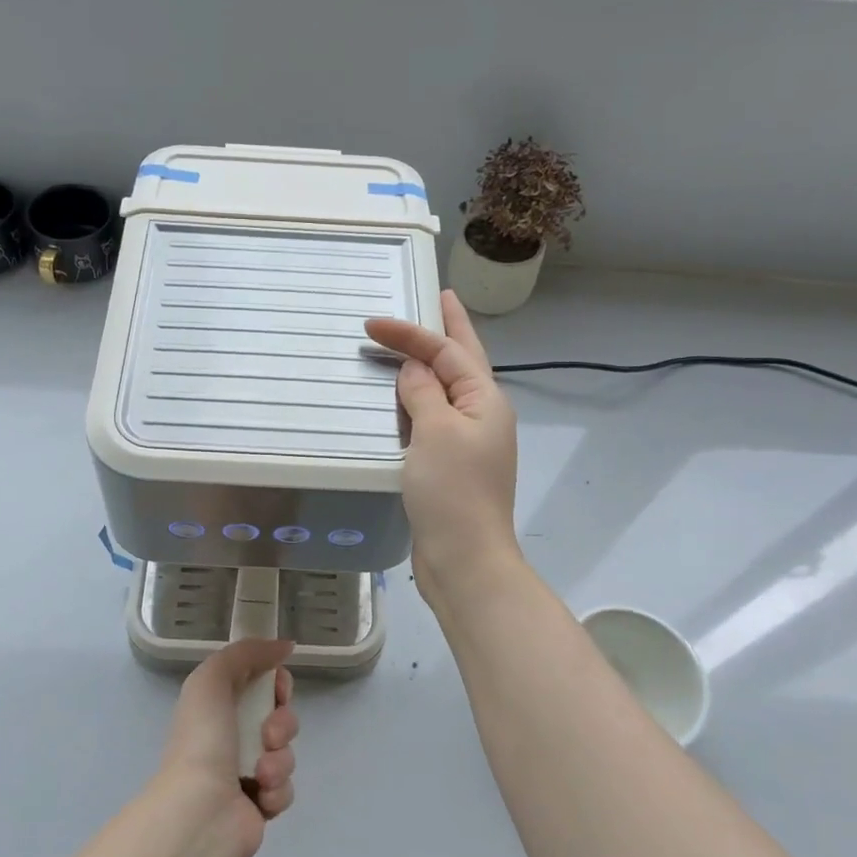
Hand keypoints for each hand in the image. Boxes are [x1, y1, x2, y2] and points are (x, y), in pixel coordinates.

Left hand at [159, 638, 297, 856]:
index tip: (279, 689)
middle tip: (268, 735)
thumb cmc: (203, 739)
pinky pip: (286, 788)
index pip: (262, 684)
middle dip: (282, 723)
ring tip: (260, 773)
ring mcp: (247, 772)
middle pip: (281, 717)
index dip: (277, 683)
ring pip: (287, 753)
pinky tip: (259, 796)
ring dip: (279, 760)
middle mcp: (232, 736)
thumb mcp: (213, 678)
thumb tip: (284, 645)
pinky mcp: (260, 805)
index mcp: (218, 706)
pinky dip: (277, 790)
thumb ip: (246, 653)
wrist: (200, 811)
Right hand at [364, 290, 520, 596]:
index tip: (371, 324)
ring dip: (433, 364)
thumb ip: (423, 393)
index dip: (410, 333)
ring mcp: (469, 442)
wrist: (464, 558)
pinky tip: (407, 399)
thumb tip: (415, 369)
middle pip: (463, 361)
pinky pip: (434, 419)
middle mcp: (482, 415)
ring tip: (421, 340)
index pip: (447, 352)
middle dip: (451, 329)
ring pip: (448, 390)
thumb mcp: (435, 432)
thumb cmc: (452, 491)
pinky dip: (420, 400)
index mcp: (485, 400)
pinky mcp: (451, 465)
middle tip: (441, 297)